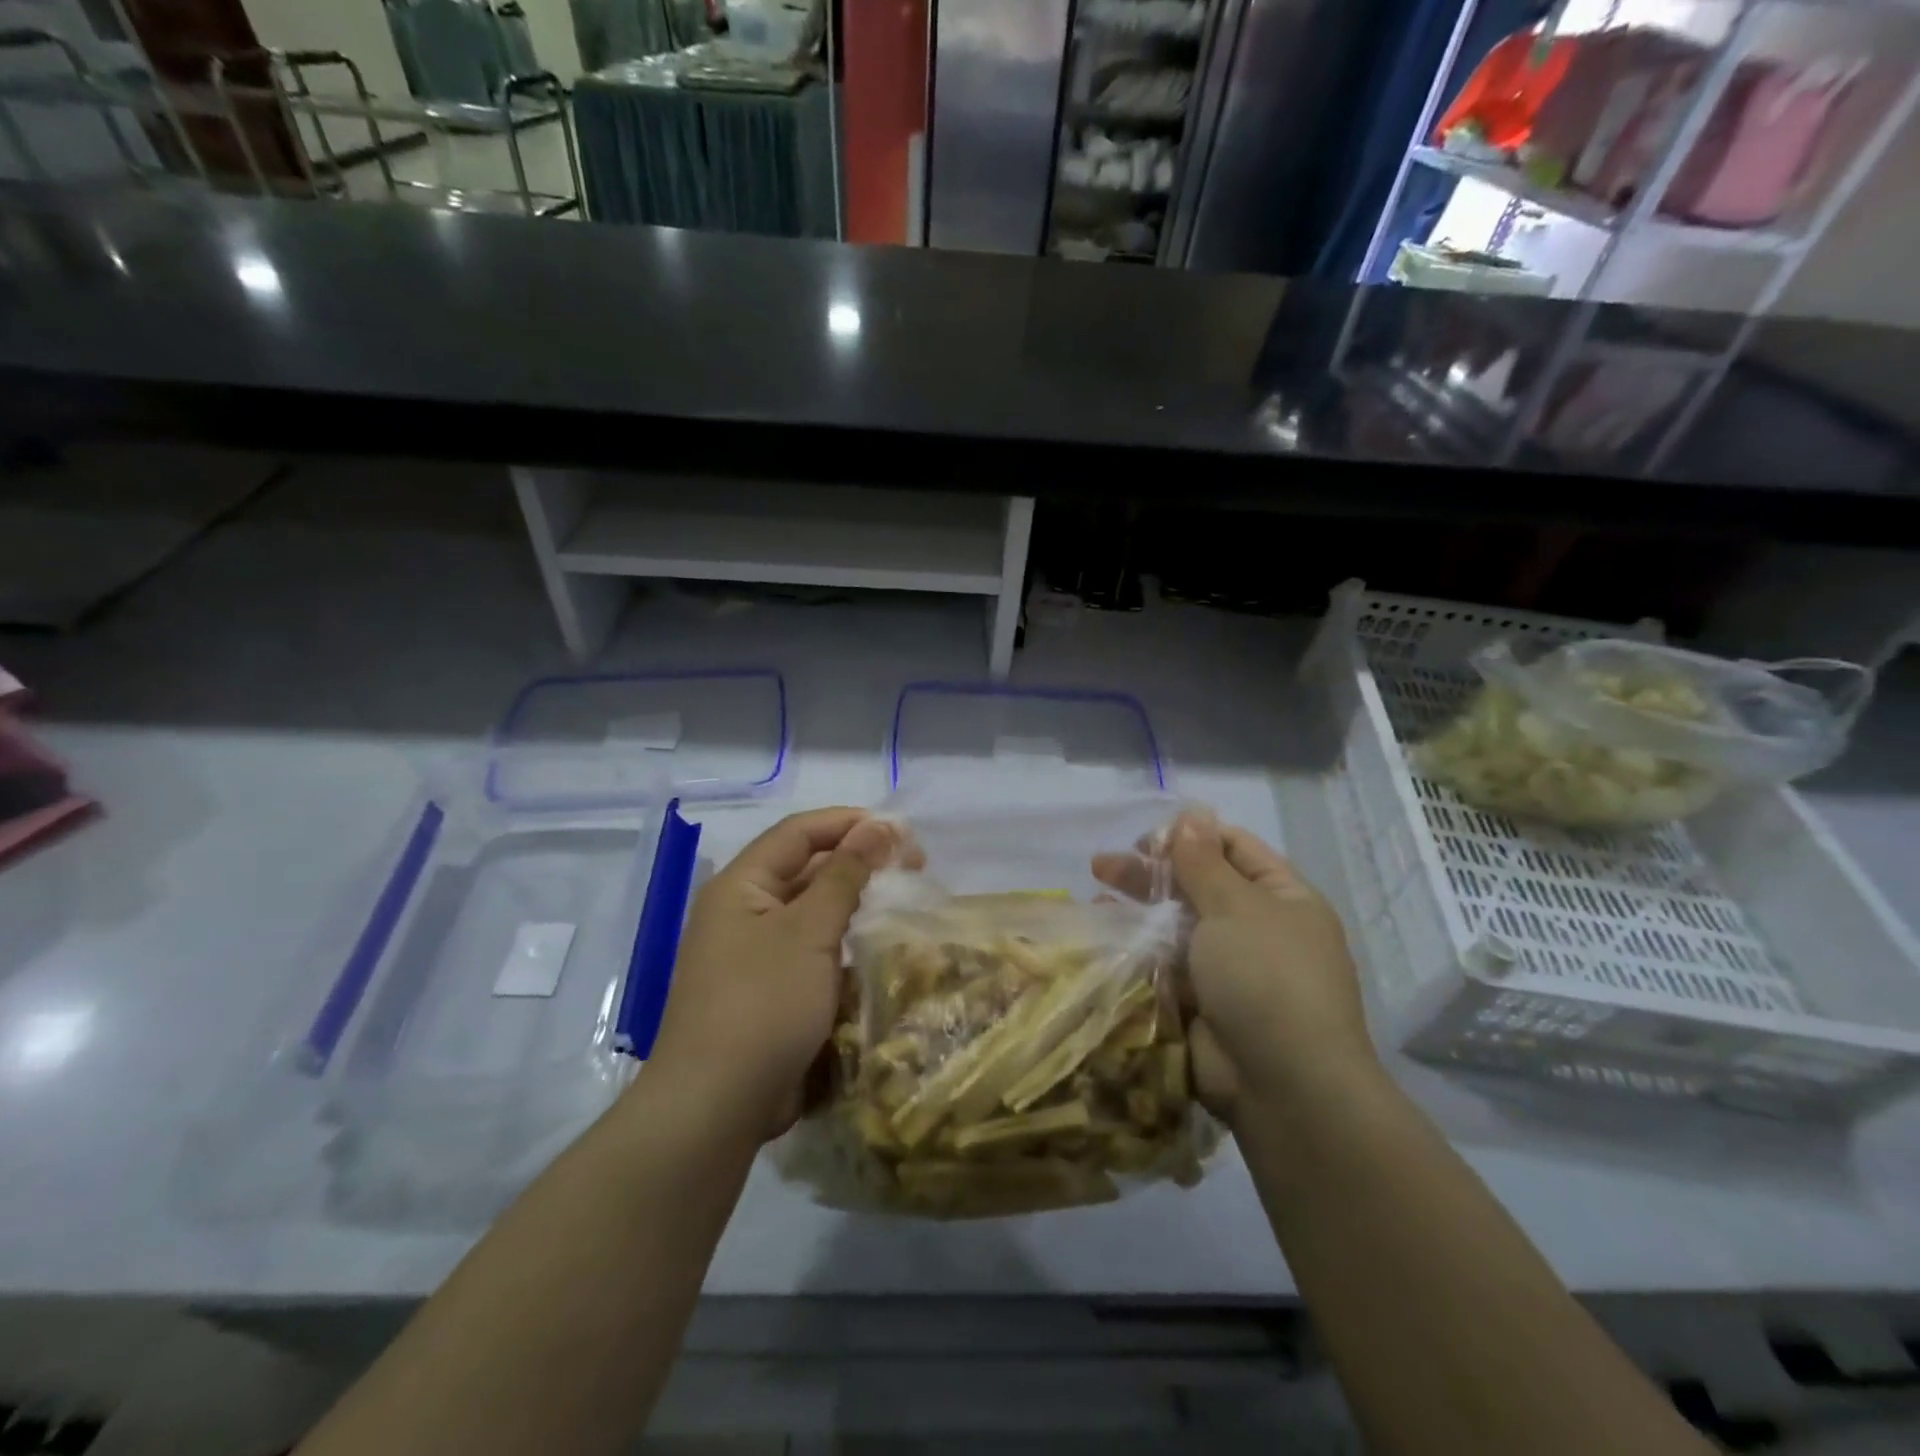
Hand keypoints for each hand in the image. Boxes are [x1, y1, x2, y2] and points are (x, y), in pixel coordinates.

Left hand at [648, 808, 897, 1139]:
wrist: (718, 1105)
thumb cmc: (763, 1003)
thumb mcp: (809, 931)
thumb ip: (845, 875)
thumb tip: (877, 826)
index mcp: (741, 886)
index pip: (799, 833)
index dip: (849, 822)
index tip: (901, 829)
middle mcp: (745, 911)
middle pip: (807, 868)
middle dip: (859, 861)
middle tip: (914, 866)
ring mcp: (756, 953)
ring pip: (813, 911)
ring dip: (856, 902)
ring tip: (904, 901)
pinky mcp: (772, 990)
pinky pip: (814, 950)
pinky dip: (845, 942)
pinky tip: (880, 947)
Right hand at [1097, 815, 1373, 1122]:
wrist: (1284, 1086)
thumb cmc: (1266, 977)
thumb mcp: (1236, 907)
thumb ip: (1204, 862)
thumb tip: (1192, 814)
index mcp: (1282, 899)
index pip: (1234, 849)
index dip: (1191, 837)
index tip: (1147, 839)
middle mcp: (1258, 930)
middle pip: (1198, 887)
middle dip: (1152, 874)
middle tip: (1103, 865)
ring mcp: (1229, 971)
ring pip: (1176, 928)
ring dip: (1139, 913)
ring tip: (1097, 900)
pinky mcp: (1202, 1005)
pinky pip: (1166, 969)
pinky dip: (1138, 954)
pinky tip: (1106, 940)